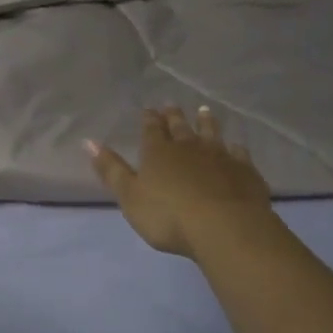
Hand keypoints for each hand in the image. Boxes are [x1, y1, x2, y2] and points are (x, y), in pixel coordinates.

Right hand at [88, 106, 277, 258]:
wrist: (224, 228)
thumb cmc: (168, 216)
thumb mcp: (129, 196)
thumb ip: (111, 170)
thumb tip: (89, 142)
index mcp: (158, 153)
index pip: (151, 130)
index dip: (149, 119)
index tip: (148, 109)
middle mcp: (189, 148)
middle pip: (180, 127)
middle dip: (174, 116)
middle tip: (172, 104)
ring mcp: (220, 157)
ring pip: (211, 133)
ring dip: (206, 122)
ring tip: (204, 110)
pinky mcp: (244, 171)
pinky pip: (238, 154)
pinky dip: (235, 148)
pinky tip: (236, 147)